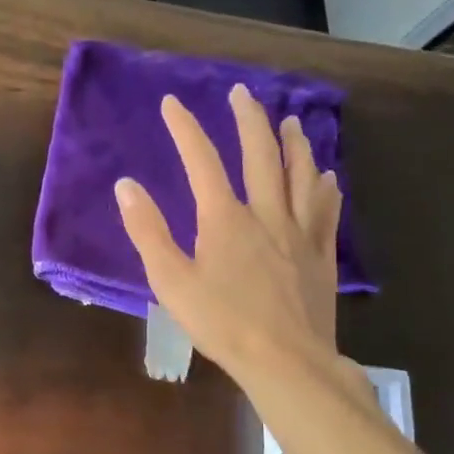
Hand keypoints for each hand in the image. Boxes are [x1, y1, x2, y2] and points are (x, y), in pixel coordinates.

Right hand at [115, 85, 344, 386]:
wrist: (285, 361)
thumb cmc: (221, 323)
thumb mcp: (170, 281)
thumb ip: (148, 231)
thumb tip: (127, 186)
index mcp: (225, 219)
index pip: (202, 161)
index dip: (185, 129)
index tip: (172, 102)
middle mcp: (266, 214)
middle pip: (260, 156)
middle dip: (248, 120)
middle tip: (242, 93)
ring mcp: (299, 233)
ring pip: (300, 175)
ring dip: (294, 144)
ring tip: (289, 121)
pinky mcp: (321, 256)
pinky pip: (326, 212)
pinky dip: (325, 188)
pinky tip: (327, 177)